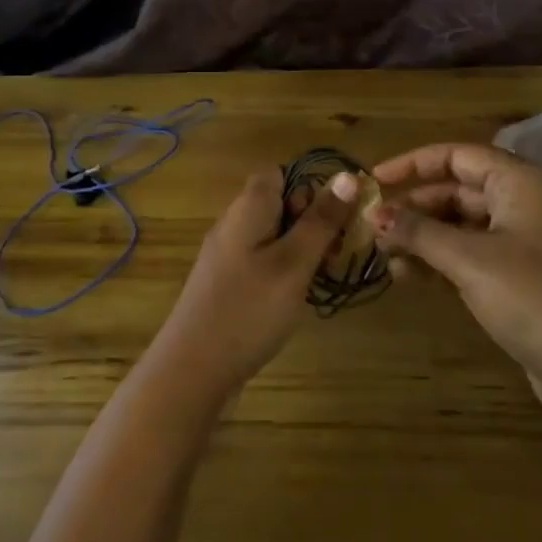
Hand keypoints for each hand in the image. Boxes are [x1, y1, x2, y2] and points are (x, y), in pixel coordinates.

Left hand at [146, 167, 358, 407]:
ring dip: (303, 248)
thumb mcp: (294, 262)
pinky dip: (286, 269)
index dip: (310, 186)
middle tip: (335, 253)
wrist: (193, 369)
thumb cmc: (248, 309)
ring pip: (275, 234)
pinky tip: (298, 296)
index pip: (279, 172)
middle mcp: (235, 222)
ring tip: (322, 277)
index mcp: (249, 207)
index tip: (333, 217)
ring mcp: (228, 254)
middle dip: (313, 220)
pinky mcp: (227, 282)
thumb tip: (348, 175)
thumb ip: (321, 220)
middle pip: (280, 202)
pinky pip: (263, 259)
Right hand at [368, 143, 541, 406]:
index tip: (374, 181)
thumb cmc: (532, 297)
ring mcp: (523, 240)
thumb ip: (419, 232)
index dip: (412, 164)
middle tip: (372, 227)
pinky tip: (409, 277)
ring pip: (461, 224)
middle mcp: (523, 202)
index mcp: (519, 182)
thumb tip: (373, 215)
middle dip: (414, 208)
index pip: (456, 156)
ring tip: (384, 257)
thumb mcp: (469, 260)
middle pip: (456, 190)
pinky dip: (441, 259)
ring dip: (423, 237)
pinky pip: (471, 253)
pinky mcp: (520, 274)